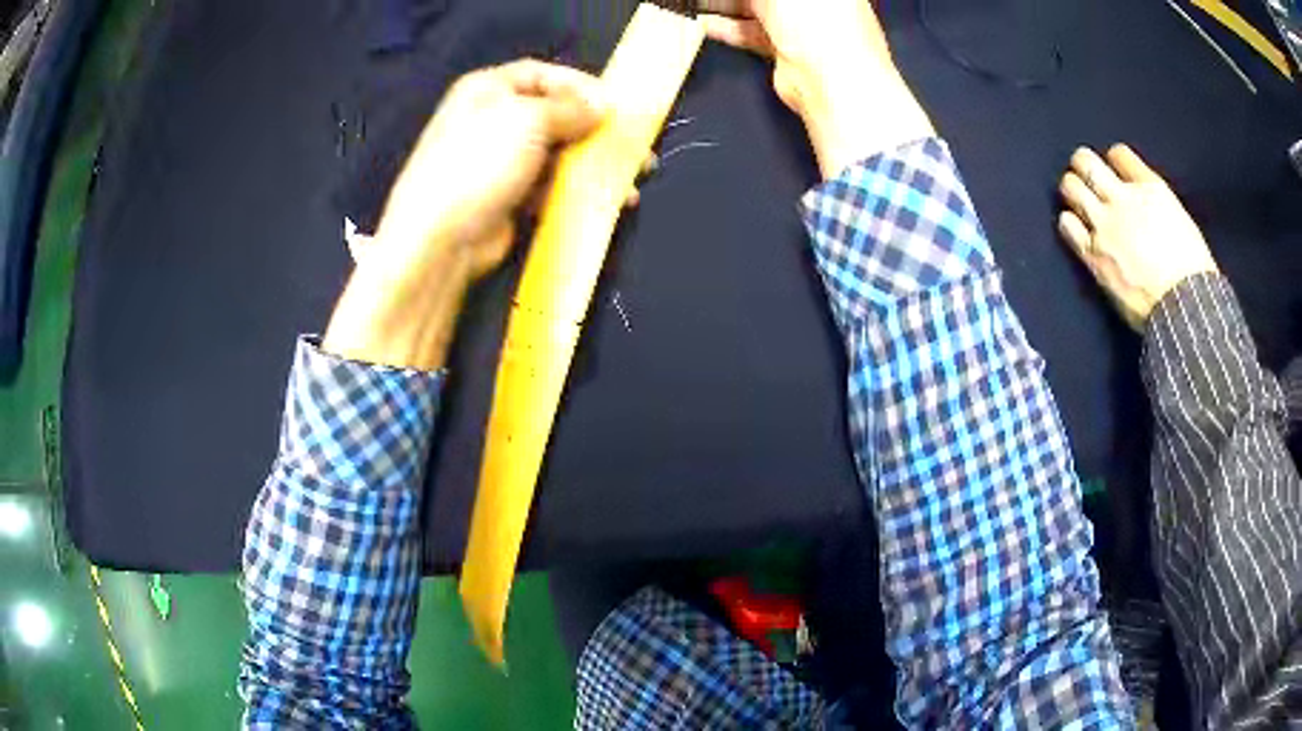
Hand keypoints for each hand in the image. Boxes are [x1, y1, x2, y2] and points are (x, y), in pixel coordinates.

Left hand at [322, 60, 607, 368]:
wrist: (440, 238)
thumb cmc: (480, 164)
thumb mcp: (528, 121)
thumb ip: (570, 108)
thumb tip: (600, 106)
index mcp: (487, 89)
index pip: (542, 74)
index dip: (580, 85)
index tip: (616, 105)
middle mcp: (493, 119)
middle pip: (554, 114)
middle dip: (595, 130)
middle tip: (634, 146)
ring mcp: (499, 161)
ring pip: (557, 153)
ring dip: (592, 164)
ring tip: (630, 181)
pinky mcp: (508, 196)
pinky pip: (550, 185)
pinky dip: (576, 190)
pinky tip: (605, 202)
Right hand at [699, 0, 933, 176]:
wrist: (831, 83)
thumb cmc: (819, 24)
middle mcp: (813, 2)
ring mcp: (800, 25)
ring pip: (753, 7)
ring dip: (723, 5)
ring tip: (693, 4)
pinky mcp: (785, 48)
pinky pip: (750, 31)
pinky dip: (725, 27)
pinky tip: (701, 23)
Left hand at [1058, 145, 1217, 329]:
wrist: (1185, 307)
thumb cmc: (1193, 271)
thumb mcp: (1180, 219)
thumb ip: (1155, 202)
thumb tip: (1142, 201)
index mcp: (1150, 188)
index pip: (1118, 154)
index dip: (1114, 160)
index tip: (1115, 171)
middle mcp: (1123, 199)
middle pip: (1086, 162)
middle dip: (1084, 166)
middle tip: (1088, 179)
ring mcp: (1105, 225)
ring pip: (1071, 187)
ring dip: (1072, 190)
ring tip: (1079, 199)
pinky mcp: (1094, 254)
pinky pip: (1067, 225)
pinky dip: (1068, 221)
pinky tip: (1075, 227)